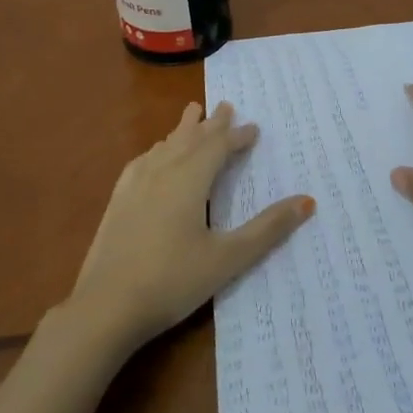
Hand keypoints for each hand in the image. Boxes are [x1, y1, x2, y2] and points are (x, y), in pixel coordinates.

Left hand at [66, 102, 312, 353]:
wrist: (105, 307)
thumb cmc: (173, 281)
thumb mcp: (227, 258)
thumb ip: (267, 229)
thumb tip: (307, 201)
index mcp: (189, 180)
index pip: (218, 147)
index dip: (237, 136)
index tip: (254, 128)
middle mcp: (162, 172)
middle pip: (190, 138)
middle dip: (211, 123)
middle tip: (225, 105)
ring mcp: (135, 185)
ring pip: (165, 146)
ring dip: (183, 130)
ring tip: (192, 115)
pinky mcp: (118, 201)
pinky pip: (142, 161)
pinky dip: (157, 150)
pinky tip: (154, 156)